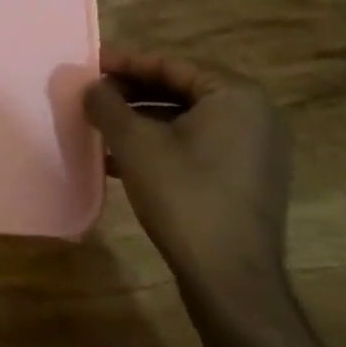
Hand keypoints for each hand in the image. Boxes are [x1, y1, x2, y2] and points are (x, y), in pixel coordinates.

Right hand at [83, 50, 291, 301]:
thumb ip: (106, 104)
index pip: (170, 64)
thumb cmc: (184, 196)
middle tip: (92, 97)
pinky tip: (122, 161)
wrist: (231, 282)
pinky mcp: (249, 182)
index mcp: (236, 95)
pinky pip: (199, 148)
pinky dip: (162, 147)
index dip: (124, 64)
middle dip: (131, 95)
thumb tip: (89, 85)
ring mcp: (256, 151)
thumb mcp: (133, 142)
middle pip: (180, 91)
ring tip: (100, 129)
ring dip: (142, 123)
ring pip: (186, 122)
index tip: (89, 66)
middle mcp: (256, 116)